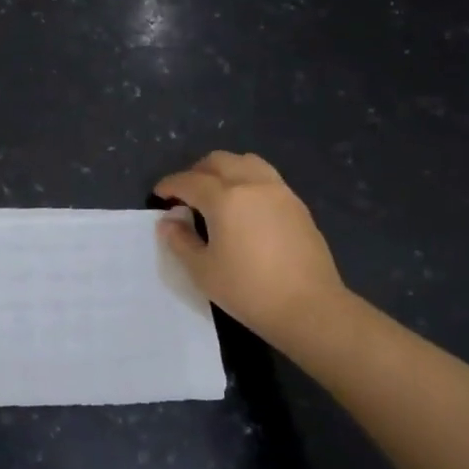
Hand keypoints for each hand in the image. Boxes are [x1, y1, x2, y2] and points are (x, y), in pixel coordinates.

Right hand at [155, 151, 348, 342]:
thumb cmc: (248, 290)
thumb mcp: (202, 270)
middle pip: (219, 161)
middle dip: (196, 172)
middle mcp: (252, 185)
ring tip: (217, 194)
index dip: (169, 185)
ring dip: (225, 170)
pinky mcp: (298, 206)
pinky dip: (248, 181)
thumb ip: (180, 241)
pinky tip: (245, 208)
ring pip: (247, 162)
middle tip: (186, 194)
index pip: (189, 181)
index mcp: (225, 198)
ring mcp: (279, 192)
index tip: (159, 195)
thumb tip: (169, 222)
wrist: (309, 307)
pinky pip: (267, 178)